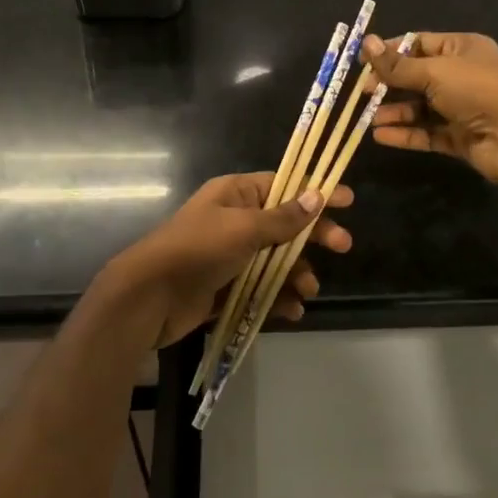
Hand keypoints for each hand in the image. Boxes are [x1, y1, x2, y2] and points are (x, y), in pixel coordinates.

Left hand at [98, 173, 354, 347]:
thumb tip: (316, 194)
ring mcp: (231, 256)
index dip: (315, 191)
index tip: (348, 200)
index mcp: (236, 195)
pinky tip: (292, 311)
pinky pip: (261, 289)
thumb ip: (283, 218)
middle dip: (313, 236)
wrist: (149, 297)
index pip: (284, 185)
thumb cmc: (198, 250)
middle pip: (285, 224)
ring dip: (296, 273)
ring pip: (276, 260)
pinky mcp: (226, 288)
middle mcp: (235, 220)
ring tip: (307, 290)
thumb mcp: (244, 229)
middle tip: (342, 247)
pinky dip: (278, 298)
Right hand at [364, 31, 497, 186]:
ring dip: (394, 111)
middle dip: (389, 84)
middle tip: (362, 92)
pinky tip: (380, 136)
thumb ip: (398, 64)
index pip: (419, 44)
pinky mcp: (460, 137)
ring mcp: (462, 108)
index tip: (363, 61)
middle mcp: (462, 76)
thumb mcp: (434, 71)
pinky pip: (427, 133)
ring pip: (420, 108)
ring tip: (367, 118)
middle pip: (417, 77)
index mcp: (462, 49)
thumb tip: (365, 42)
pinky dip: (406, 134)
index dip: (390, 51)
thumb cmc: (478, 90)